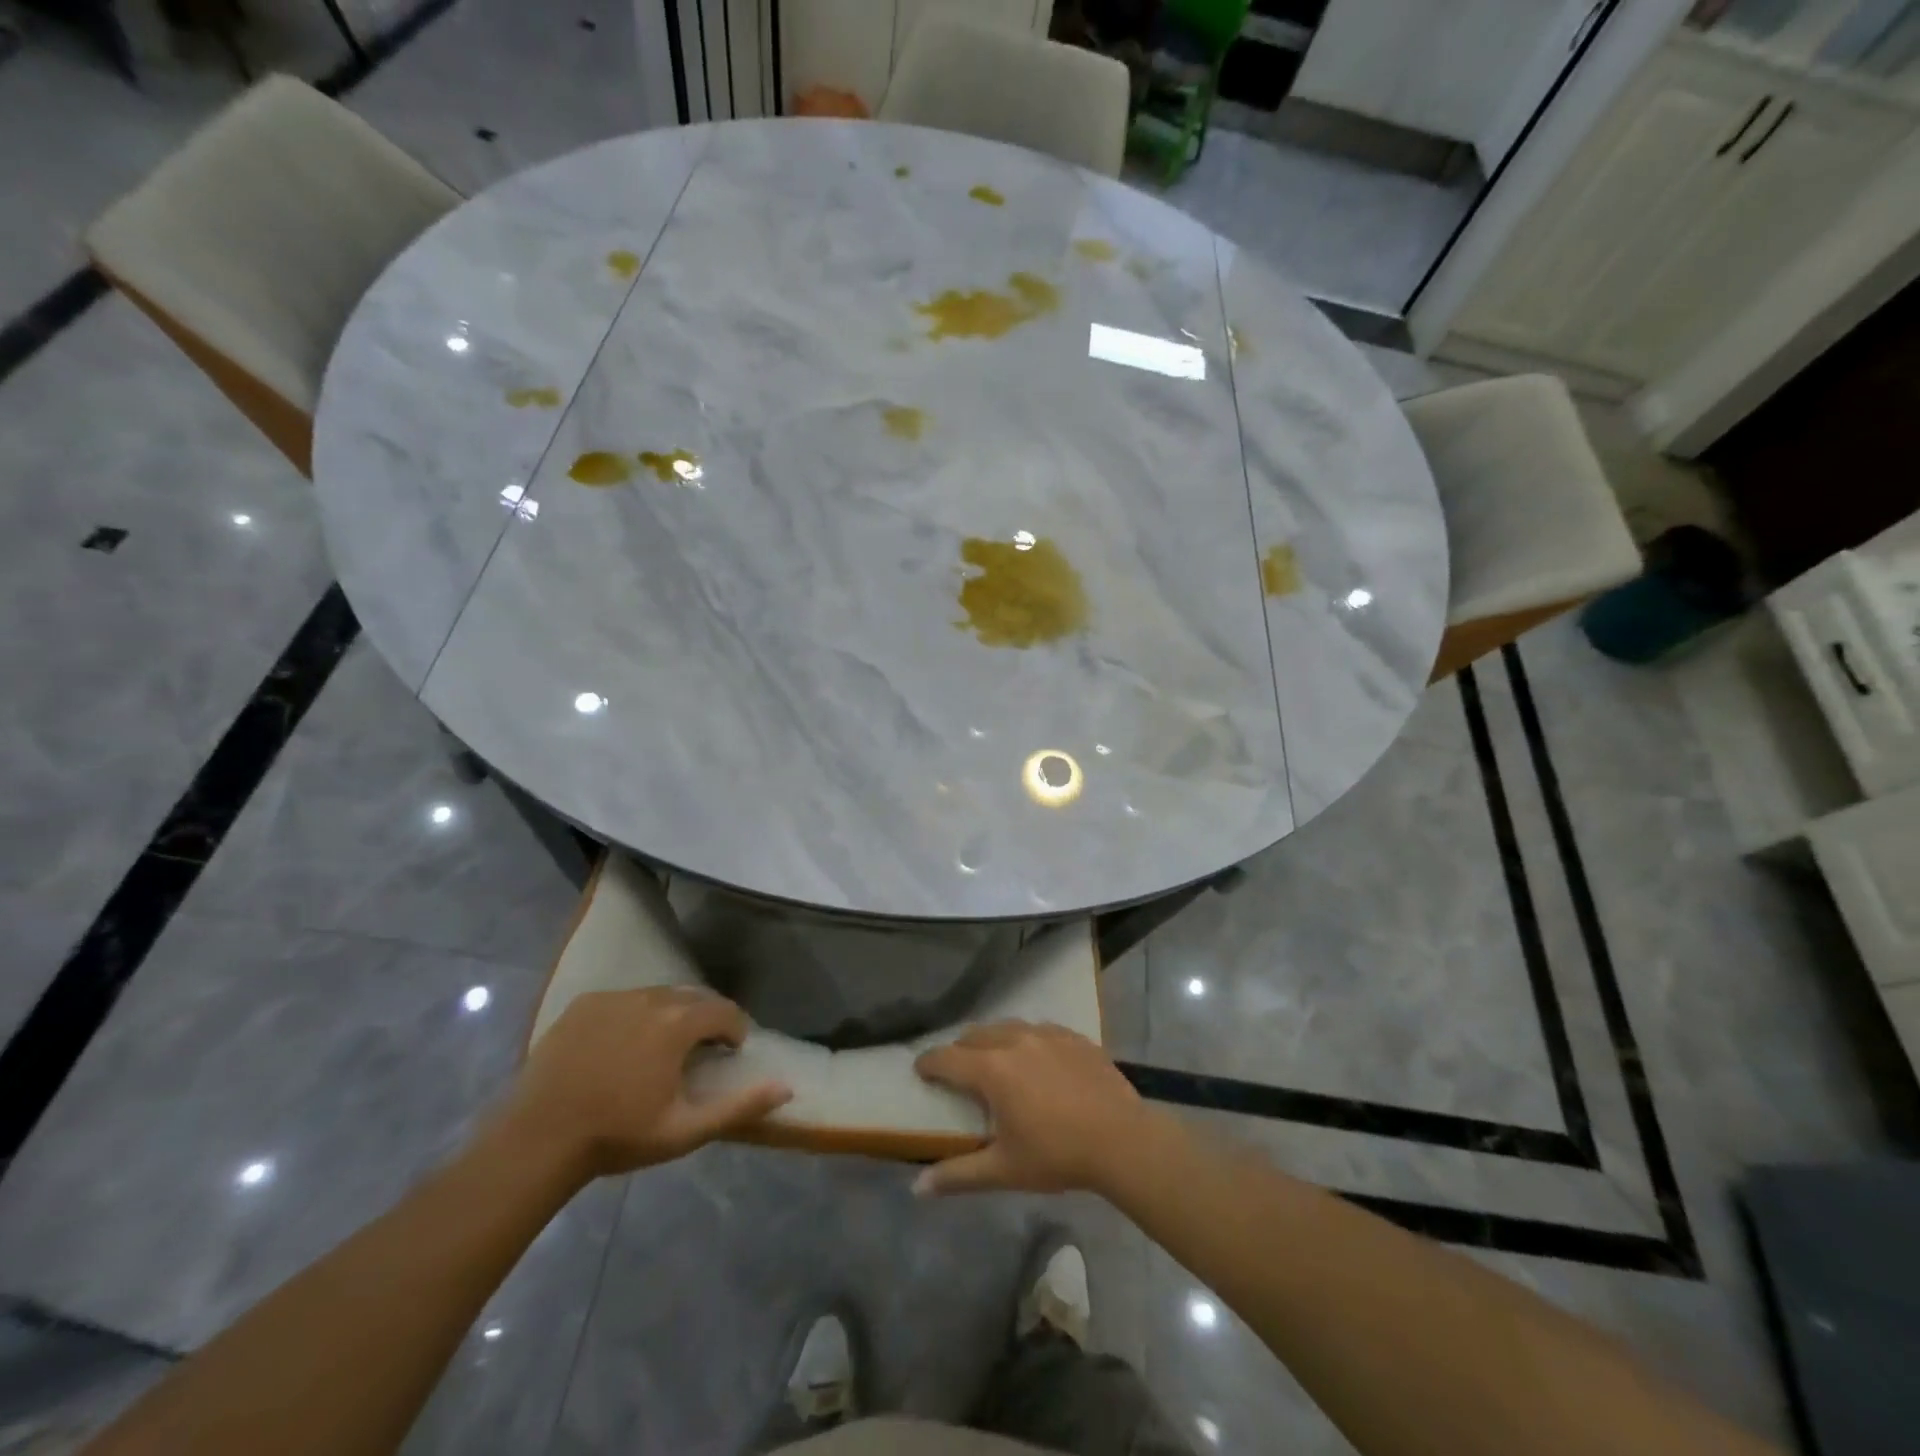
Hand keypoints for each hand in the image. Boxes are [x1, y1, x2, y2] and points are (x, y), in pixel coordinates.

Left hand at [500, 987, 790, 1178]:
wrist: (537, 1140)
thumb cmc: (618, 1135)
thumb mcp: (685, 1130)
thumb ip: (739, 1106)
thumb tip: (786, 1088)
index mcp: (678, 1023)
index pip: (724, 1010)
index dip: (735, 1029)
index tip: (731, 1052)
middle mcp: (650, 998)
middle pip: (692, 997)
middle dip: (705, 1019)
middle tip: (701, 1051)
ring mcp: (613, 998)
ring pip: (658, 996)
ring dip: (671, 1015)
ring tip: (662, 1048)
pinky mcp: (583, 1005)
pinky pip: (624, 1000)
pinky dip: (635, 1015)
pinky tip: (623, 1047)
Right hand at [913, 1020, 1154, 1195]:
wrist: (1122, 1139)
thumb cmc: (1057, 1154)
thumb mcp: (1004, 1170)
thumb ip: (959, 1174)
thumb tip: (917, 1187)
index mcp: (992, 1069)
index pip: (947, 1058)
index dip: (929, 1063)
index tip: (920, 1071)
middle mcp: (1015, 1041)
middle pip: (975, 1035)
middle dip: (960, 1050)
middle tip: (957, 1071)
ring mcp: (1047, 1033)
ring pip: (1007, 1026)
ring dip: (993, 1040)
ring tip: (994, 1060)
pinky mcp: (1073, 1036)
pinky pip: (1039, 1029)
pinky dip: (1027, 1039)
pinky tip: (1036, 1057)